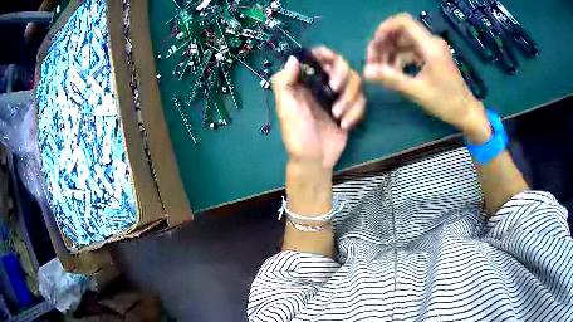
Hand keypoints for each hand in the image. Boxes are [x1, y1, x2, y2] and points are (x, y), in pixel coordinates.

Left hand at [272, 47, 364, 169]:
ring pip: (355, 82)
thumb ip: (285, 82)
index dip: (326, 54)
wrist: (315, 161)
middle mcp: (322, 84)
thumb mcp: (286, 108)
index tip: (330, 61)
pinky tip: (344, 126)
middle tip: (335, 89)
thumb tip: (292, 58)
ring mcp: (338, 97)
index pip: (317, 57)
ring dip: (349, 99)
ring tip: (337, 116)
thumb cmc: (297, 135)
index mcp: (305, 81)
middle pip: (341, 65)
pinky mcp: (350, 109)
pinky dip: (355, 113)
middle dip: (342, 76)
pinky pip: (361, 102)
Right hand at [363, 13, 490, 143]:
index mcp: (430, 46)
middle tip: (373, 62)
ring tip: (381, 69)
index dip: (385, 28)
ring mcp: (432, 49)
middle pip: (401, 31)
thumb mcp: (418, 91)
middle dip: (384, 43)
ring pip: (404, 41)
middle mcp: (431, 42)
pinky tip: (394, 71)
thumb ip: (392, 79)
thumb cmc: (446, 103)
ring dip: (390, 52)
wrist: (467, 112)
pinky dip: (400, 58)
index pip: (403, 22)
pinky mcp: (432, 56)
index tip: (374, 44)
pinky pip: (411, 51)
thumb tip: (366, 72)